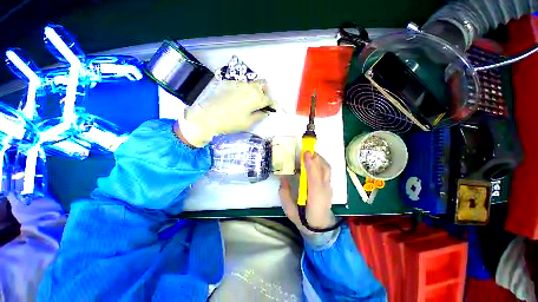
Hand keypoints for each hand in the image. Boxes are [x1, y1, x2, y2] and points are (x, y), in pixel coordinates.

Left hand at [177, 80, 272, 146]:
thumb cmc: (231, 122)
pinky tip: (241, 95)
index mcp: (256, 98)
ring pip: (253, 83)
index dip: (272, 104)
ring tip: (253, 98)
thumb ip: (259, 115)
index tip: (272, 109)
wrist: (208, 117)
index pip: (269, 99)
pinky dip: (245, 88)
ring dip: (256, 89)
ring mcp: (239, 83)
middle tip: (262, 102)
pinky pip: (242, 83)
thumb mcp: (248, 123)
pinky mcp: (229, 83)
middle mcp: (249, 87)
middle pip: (263, 86)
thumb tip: (265, 112)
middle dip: (265, 93)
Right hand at [279, 152, 335, 234]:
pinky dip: (320, 163)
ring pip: (327, 169)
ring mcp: (329, 188)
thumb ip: (285, 194)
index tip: (305, 153)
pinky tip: (313, 161)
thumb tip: (283, 177)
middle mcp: (324, 191)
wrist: (321, 227)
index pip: (314, 179)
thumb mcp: (289, 210)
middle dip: (315, 157)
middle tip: (305, 150)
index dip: (310, 165)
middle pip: (324, 170)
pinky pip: (326, 171)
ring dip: (318, 158)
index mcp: (315, 198)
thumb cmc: (304, 220)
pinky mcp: (329, 186)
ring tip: (308, 153)